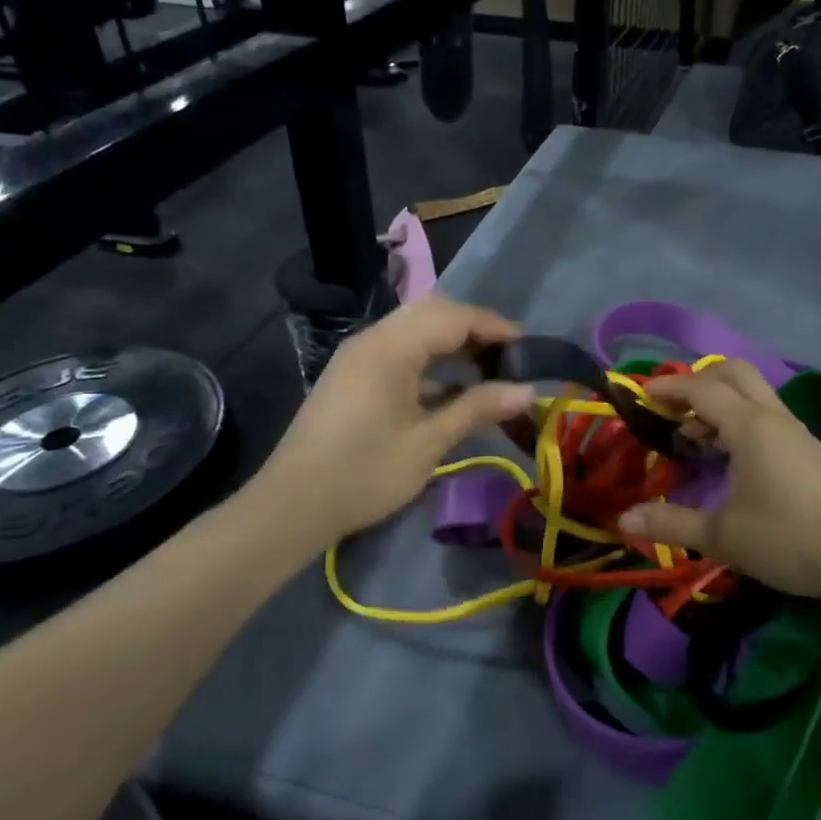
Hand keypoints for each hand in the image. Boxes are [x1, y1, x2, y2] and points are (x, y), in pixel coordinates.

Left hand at [260, 297, 534, 541]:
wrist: (292, 505)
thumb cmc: (365, 473)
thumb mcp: (428, 443)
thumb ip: (478, 408)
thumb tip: (528, 390)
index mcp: (390, 348)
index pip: (453, 317)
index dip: (494, 327)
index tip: (528, 348)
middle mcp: (373, 339)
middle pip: (432, 313)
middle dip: (474, 329)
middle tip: (509, 356)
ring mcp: (359, 356)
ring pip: (415, 330)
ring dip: (452, 342)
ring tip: (488, 369)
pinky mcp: (353, 376)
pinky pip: (399, 351)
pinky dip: (430, 360)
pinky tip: (453, 388)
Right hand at [617, 361, 820, 605]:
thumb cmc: (789, 540)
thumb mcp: (722, 537)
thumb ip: (671, 523)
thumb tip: (623, 518)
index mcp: (750, 427)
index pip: (702, 389)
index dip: (669, 388)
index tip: (641, 396)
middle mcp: (773, 417)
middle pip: (734, 373)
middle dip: (698, 381)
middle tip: (671, 407)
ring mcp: (795, 431)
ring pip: (753, 392)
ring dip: (720, 400)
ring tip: (693, 435)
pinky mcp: (808, 449)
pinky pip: (766, 413)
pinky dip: (739, 417)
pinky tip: (729, 454)